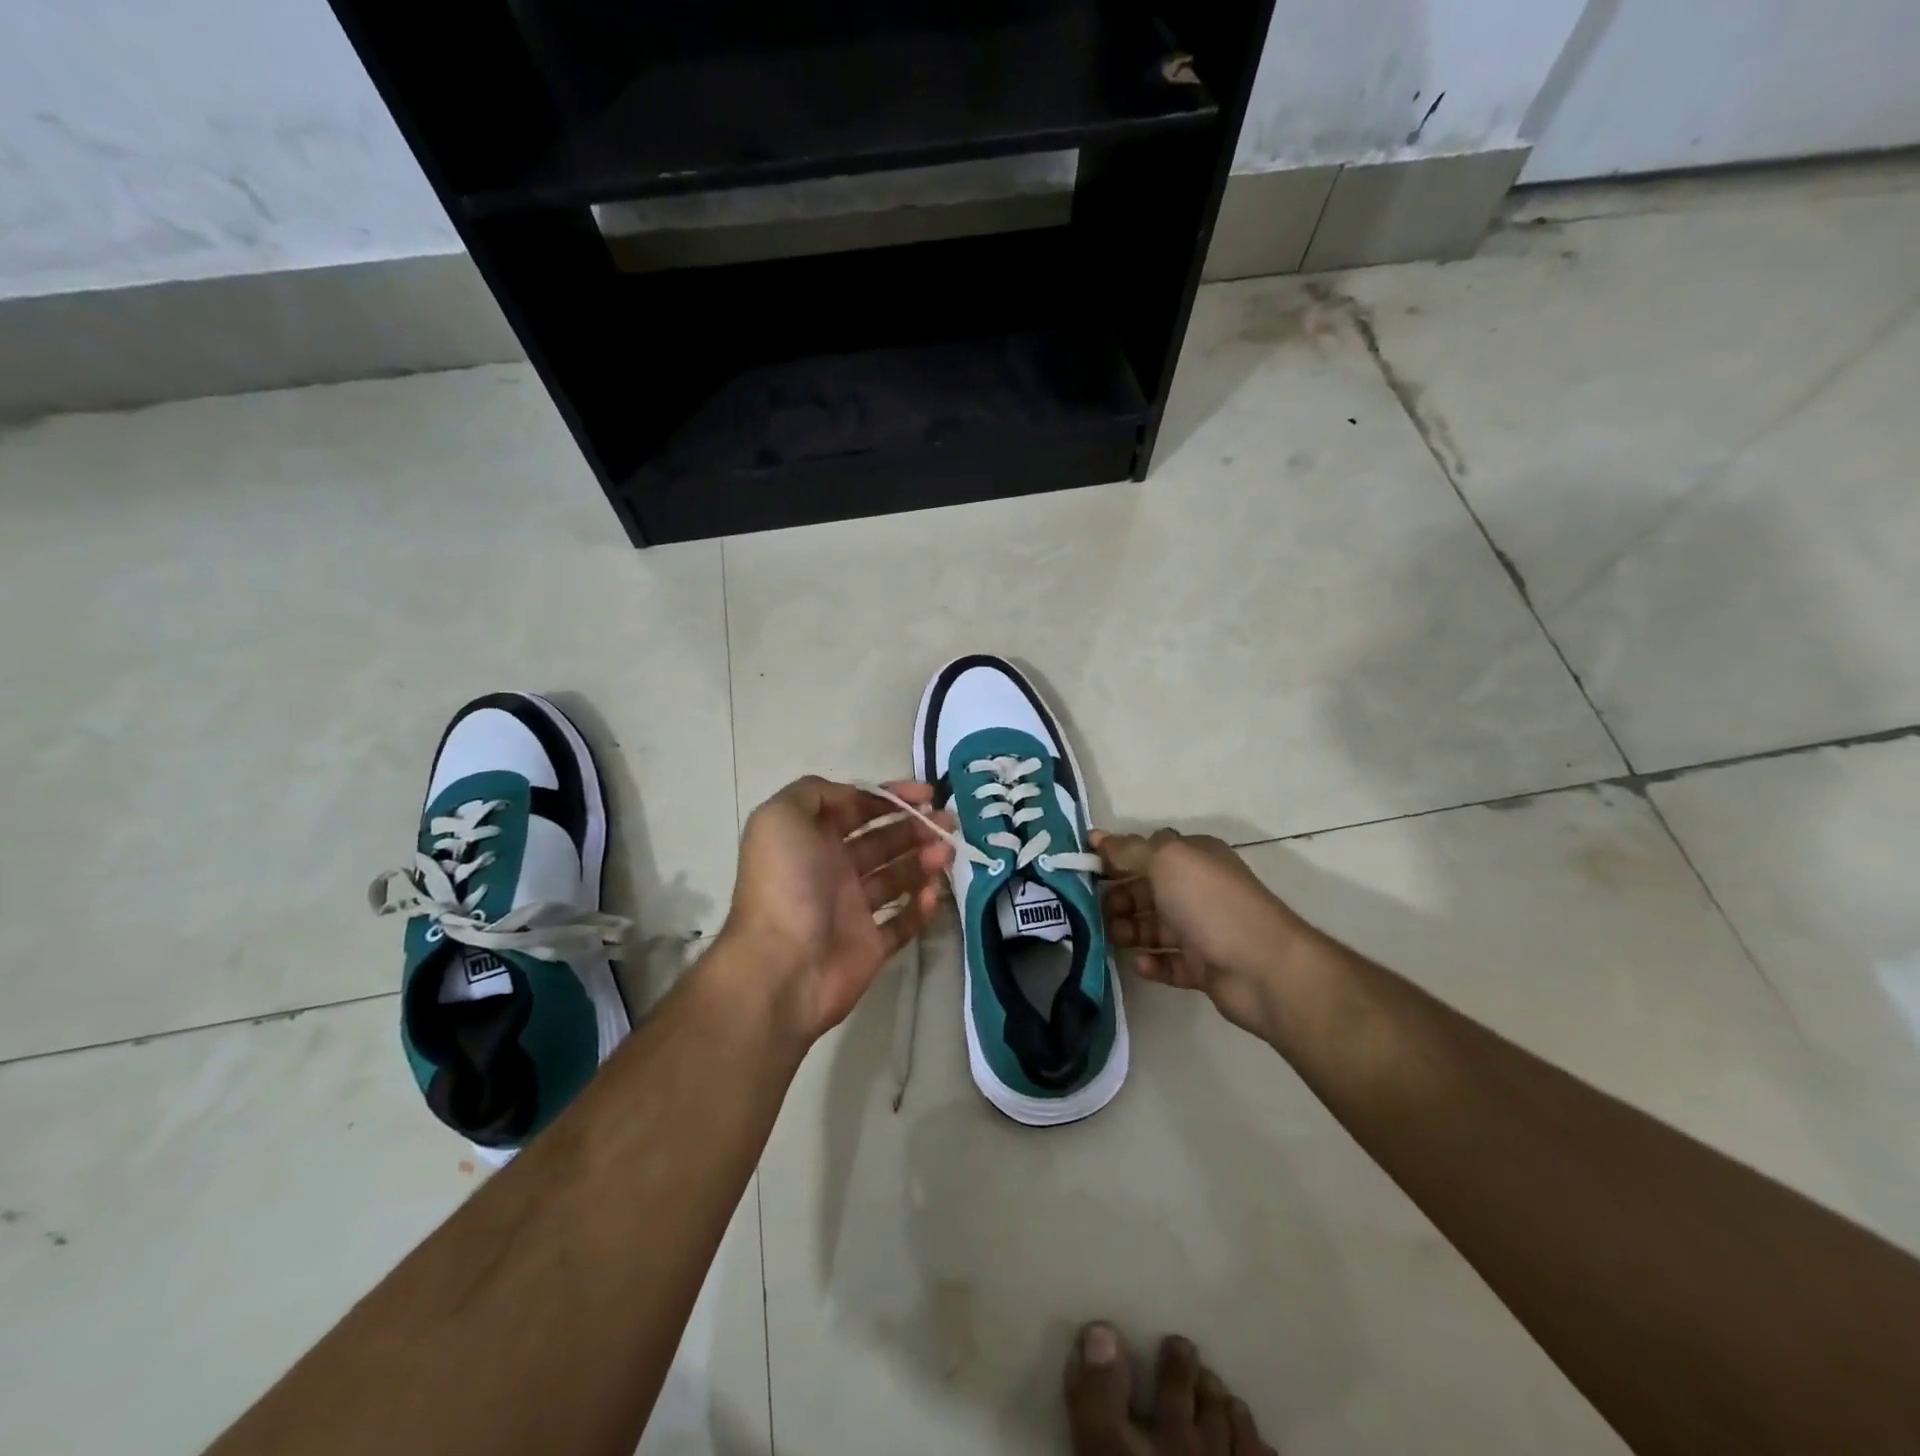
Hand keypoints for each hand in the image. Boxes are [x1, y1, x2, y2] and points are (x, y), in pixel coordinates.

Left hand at [722, 777, 953, 1042]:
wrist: (782, 965)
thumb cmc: (784, 884)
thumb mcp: (781, 817)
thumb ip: (814, 793)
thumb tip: (853, 796)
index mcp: (812, 839)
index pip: (858, 808)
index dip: (891, 797)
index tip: (927, 794)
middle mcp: (832, 869)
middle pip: (883, 840)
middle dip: (916, 826)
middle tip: (947, 823)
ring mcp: (852, 909)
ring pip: (898, 876)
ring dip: (924, 860)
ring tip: (945, 854)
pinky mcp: (870, 945)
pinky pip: (904, 921)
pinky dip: (921, 907)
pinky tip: (931, 893)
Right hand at [1092, 829, 1304, 1039]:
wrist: (1263, 967)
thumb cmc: (1211, 903)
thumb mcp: (1167, 861)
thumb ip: (1130, 850)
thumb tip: (1098, 837)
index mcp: (1194, 857)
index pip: (1147, 851)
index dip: (1116, 857)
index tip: (1084, 868)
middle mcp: (1198, 889)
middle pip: (1147, 890)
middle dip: (1119, 897)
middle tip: (1094, 910)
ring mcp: (1202, 930)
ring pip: (1154, 927)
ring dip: (1129, 930)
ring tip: (1111, 937)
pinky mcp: (1204, 968)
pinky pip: (1169, 963)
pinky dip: (1152, 962)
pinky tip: (1142, 964)